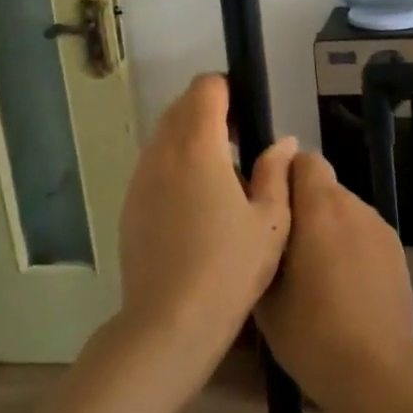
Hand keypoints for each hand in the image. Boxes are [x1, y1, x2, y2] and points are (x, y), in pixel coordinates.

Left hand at [117, 75, 296, 378]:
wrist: (169, 323)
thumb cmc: (229, 269)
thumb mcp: (270, 221)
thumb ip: (275, 172)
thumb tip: (282, 142)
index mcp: (199, 149)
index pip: (205, 89)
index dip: (228, 89)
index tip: (248, 112)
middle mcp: (163, 154)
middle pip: (180, 107)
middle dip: (209, 109)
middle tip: (240, 140)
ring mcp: (140, 180)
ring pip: (163, 135)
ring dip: (189, 136)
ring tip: (220, 172)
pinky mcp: (130, 205)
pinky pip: (152, 164)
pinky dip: (173, 163)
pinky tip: (196, 200)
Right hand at [255, 152, 412, 412]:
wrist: (379, 369)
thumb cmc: (312, 334)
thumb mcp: (267, 295)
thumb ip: (262, 244)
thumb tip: (258, 219)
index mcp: (320, 210)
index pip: (305, 160)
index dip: (284, 175)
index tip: (269, 206)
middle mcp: (353, 206)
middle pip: (323, 185)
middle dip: (302, 205)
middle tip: (284, 247)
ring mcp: (379, 226)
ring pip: (344, 208)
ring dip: (326, 225)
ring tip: (313, 271)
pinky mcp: (396, 247)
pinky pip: (362, 230)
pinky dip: (348, 243)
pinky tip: (342, 284)